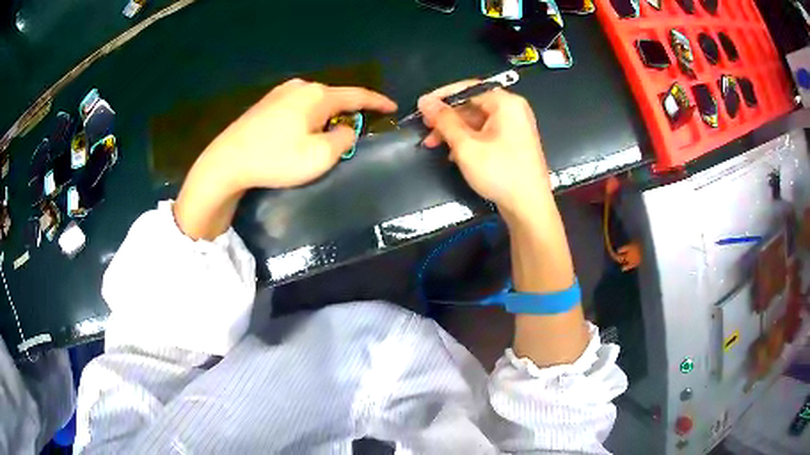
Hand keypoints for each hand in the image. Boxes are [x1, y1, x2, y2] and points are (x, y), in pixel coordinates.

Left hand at [174, 79, 395, 239]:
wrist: (226, 162)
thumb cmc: (275, 159)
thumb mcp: (320, 156)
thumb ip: (344, 139)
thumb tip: (347, 129)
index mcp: (317, 95)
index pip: (357, 96)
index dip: (377, 102)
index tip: (392, 106)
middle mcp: (300, 87)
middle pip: (335, 97)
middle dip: (349, 111)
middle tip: (358, 128)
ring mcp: (280, 93)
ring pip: (315, 102)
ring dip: (327, 115)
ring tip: (330, 133)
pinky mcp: (265, 103)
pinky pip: (298, 106)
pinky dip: (309, 117)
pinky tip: (303, 131)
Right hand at [417, 81, 551, 218]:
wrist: (529, 207)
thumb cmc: (499, 173)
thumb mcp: (466, 146)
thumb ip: (444, 121)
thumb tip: (425, 101)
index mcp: (506, 103)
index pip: (467, 88)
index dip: (441, 96)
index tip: (421, 107)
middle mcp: (513, 109)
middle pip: (472, 104)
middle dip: (447, 118)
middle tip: (426, 130)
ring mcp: (515, 126)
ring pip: (477, 121)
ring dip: (454, 131)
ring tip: (434, 144)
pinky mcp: (513, 142)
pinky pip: (486, 133)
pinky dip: (468, 140)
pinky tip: (454, 154)